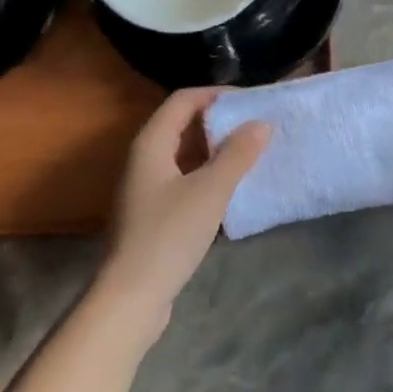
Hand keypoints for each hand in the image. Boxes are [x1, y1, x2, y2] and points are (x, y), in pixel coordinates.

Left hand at [99, 88, 269, 332]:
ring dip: (216, 149)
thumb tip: (261, 123)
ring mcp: (146, 188)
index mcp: (151, 143)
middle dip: (220, 121)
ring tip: (252, 152)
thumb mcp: (210, 190)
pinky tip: (233, 187)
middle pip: (183, 124)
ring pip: (185, 154)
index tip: (251, 101)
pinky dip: (208, 174)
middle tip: (257, 125)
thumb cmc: (169, 234)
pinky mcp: (153, 213)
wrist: (131, 297)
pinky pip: (184, 179)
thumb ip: (238, 154)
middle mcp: (144, 159)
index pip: (183, 100)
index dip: (216, 94)